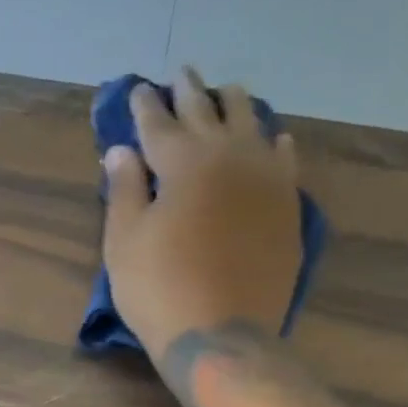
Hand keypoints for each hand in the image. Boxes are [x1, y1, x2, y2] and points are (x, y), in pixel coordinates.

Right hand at [102, 72, 303, 357]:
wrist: (221, 334)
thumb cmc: (159, 290)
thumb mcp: (125, 243)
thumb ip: (124, 191)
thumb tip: (121, 150)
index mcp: (183, 162)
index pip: (158, 123)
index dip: (144, 106)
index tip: (137, 89)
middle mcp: (229, 156)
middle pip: (207, 113)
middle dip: (190, 91)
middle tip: (182, 72)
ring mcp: (266, 178)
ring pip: (252, 124)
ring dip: (235, 104)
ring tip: (227, 91)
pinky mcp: (287, 205)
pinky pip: (284, 159)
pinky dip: (274, 142)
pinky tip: (274, 136)